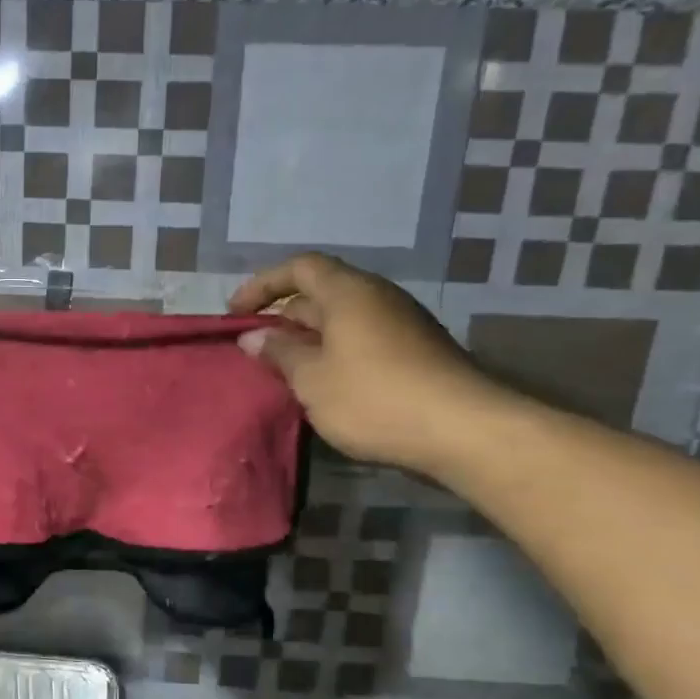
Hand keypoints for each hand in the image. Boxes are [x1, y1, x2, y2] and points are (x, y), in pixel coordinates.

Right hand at [229, 253, 505, 474]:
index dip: (263, 284)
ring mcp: (402, 324)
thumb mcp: (312, 379)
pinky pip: (363, 340)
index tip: (236, 313)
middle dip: (284, 316)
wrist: (463, 430)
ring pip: (343, 320)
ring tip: (285, 370)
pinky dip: (335, 353)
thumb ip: (279, 353)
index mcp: (349, 292)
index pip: (299, 268)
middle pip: (321, 292)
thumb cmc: (374, 398)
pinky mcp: (417, 352)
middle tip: (256, 347)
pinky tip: (326, 386)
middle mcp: (377, 297)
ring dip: (309, 339)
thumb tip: (252, 336)